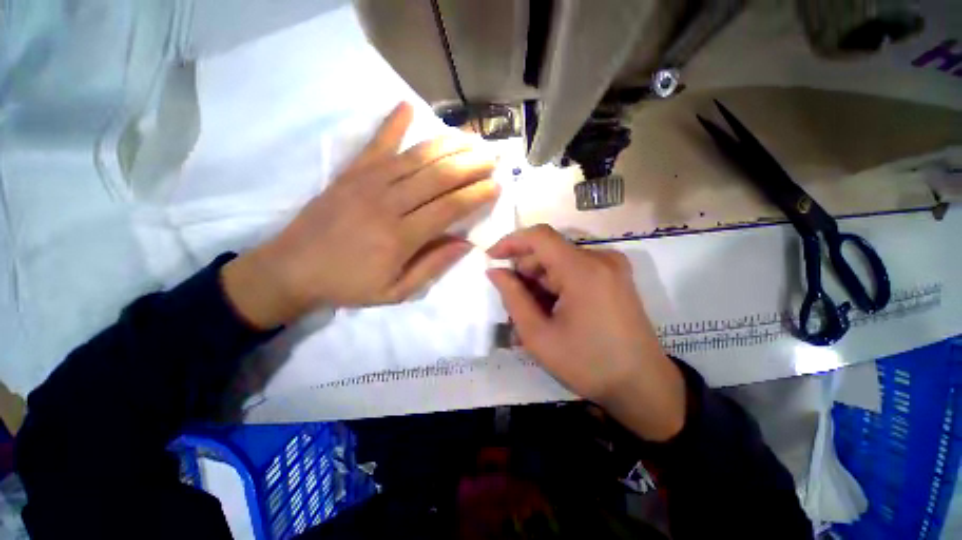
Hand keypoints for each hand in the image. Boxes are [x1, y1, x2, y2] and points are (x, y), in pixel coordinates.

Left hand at [223, 102, 499, 328]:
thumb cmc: (348, 284)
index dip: (476, 195)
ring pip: (416, 157)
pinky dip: (392, 123)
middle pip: (439, 176)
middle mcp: (388, 203)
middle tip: (492, 157)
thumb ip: (432, 266)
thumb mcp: (396, 291)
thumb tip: (465, 244)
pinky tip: (407, 107)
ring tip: (470, 138)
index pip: (449, 208)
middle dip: (471, 164)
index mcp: (401, 237)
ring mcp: (367, 182)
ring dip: (447, 145)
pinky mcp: (350, 173)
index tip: (496, 186)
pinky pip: (375, 143)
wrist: (291, 269)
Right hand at [486, 225, 685, 440]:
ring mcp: (612, 266)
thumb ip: (513, 297)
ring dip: (540, 282)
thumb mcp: (539, 335)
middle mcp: (601, 258)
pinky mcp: (616, 276)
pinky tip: (552, 310)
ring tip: (532, 314)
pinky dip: (557, 284)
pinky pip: (575, 269)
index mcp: (583, 270)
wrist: (643, 386)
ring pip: (561, 261)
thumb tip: (495, 271)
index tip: (492, 257)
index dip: (511, 241)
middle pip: (549, 251)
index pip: (540, 236)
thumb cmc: (588, 364)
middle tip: (513, 303)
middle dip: (525, 272)